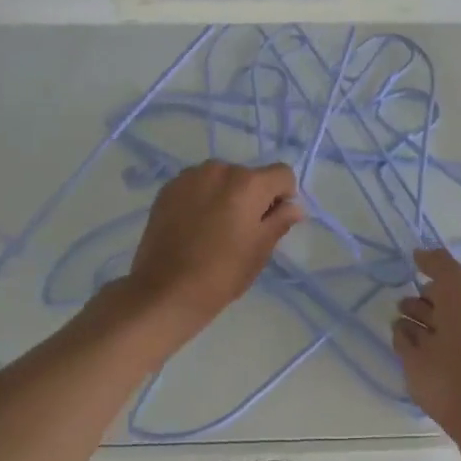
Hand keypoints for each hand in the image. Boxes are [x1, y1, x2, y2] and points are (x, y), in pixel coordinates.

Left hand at [122, 160, 303, 330]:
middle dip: (252, 196)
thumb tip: (294, 207)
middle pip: (249, 176)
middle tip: (241, 230)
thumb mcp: (260, 250)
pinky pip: (196, 185)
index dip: (284, 196)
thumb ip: (280, 221)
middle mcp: (220, 169)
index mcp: (248, 183)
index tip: (271, 221)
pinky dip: (201, 198)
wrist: (166, 291)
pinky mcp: (168, 188)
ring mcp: (190, 176)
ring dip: (225, 195)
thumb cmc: (222, 273)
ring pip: (221, 179)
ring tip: (213, 228)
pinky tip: (193, 226)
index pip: (282, 174)